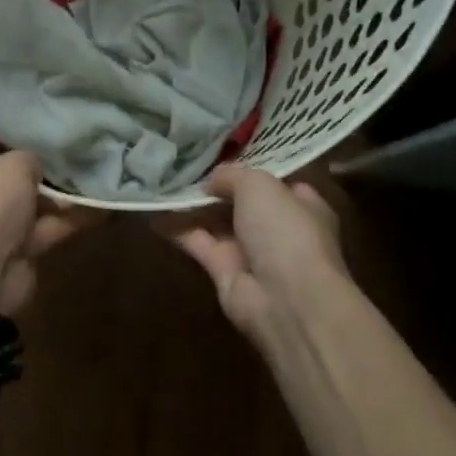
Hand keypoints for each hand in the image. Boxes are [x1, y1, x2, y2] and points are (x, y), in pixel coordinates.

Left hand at [0, 138, 92, 315]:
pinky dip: (73, 215)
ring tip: (88, 153)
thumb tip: (36, 164)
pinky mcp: (18, 246)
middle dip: (23, 146)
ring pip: (27, 195)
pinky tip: (105, 198)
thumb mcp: (9, 166)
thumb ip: (26, 156)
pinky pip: (49, 224)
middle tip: (53, 119)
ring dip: (55, 185)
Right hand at [164, 165, 349, 338]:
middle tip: (182, 166)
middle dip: (215, 188)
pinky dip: (177, 229)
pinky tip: (154, 212)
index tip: (219, 156)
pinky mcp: (225, 273)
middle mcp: (278, 229)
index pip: (275, 183)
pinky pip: (199, 243)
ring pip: (217, 224)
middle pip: (242, 203)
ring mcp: (251, 253)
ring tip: (161, 183)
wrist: (285, 299)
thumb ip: (233, 176)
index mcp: (302, 206)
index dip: (248, 170)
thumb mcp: (259, 185)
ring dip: (192, 207)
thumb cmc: (284, 231)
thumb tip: (211, 181)